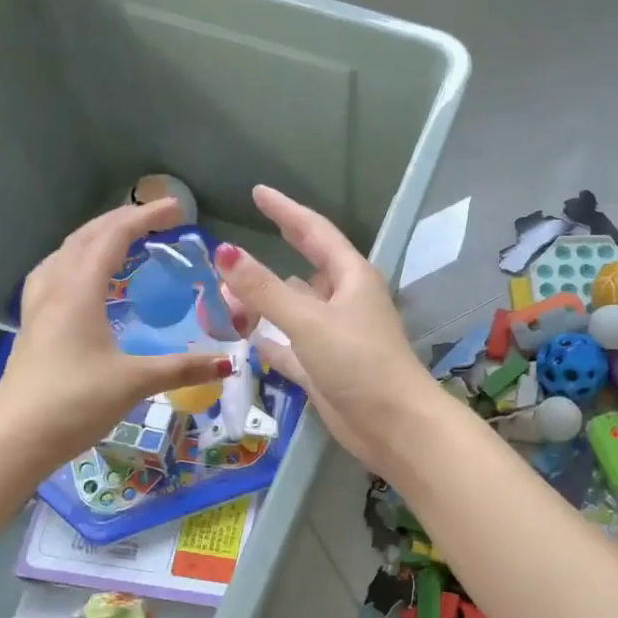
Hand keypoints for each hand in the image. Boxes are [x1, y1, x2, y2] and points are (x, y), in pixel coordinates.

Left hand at [0, 199, 232, 466]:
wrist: (14, 439)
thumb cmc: (74, 402)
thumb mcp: (134, 382)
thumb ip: (182, 368)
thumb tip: (227, 363)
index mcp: (79, 290)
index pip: (112, 237)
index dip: (145, 217)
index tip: (177, 209)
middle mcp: (55, 288)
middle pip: (85, 237)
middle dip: (121, 220)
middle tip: (156, 220)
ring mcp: (39, 307)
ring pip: (65, 253)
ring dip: (95, 238)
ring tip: (122, 241)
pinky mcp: (33, 326)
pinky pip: (56, 274)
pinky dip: (78, 262)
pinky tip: (86, 281)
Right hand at [213, 185, 439, 475]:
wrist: (393, 424)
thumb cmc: (358, 361)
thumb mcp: (308, 320)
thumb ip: (264, 288)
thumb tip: (224, 252)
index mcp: (350, 278)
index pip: (314, 232)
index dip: (286, 211)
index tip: (258, 193)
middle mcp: (344, 302)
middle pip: (302, 271)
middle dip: (270, 261)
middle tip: (232, 253)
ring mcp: (334, 337)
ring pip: (293, 310)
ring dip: (264, 304)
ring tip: (226, 296)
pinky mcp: (325, 369)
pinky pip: (290, 347)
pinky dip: (271, 341)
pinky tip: (248, 339)